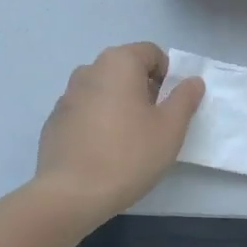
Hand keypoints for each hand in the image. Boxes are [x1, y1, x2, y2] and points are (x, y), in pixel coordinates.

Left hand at [32, 42, 203, 224]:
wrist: (70, 194)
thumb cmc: (128, 154)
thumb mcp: (170, 128)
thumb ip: (184, 98)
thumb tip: (192, 81)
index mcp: (118, 62)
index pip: (151, 52)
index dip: (167, 75)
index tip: (169, 106)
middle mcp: (89, 69)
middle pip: (126, 69)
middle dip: (143, 90)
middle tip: (153, 125)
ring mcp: (67, 95)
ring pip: (104, 90)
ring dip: (119, 106)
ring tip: (127, 141)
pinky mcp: (54, 120)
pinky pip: (85, 111)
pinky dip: (98, 122)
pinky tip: (102, 152)